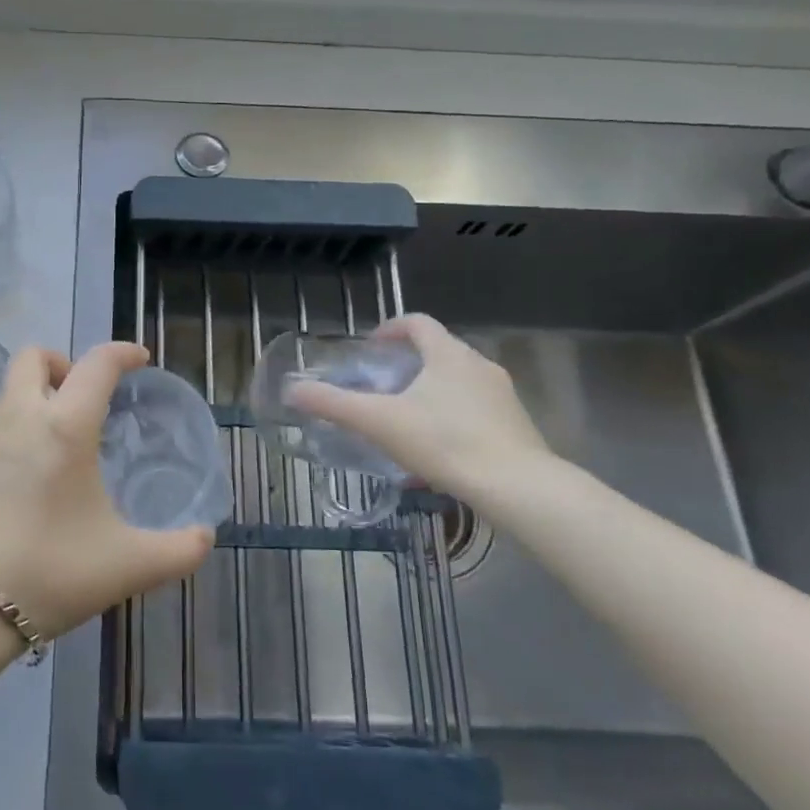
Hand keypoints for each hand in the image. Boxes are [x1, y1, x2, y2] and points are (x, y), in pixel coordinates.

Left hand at [0, 342, 215, 639]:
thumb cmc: (49, 573)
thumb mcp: (128, 567)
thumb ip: (178, 551)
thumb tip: (205, 538)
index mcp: (64, 427)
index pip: (98, 364)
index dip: (122, 353)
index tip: (138, 360)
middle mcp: (16, 417)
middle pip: (34, 357)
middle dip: (62, 365)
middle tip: (81, 401)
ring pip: (6, 396)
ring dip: (32, 406)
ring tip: (48, 457)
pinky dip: (4, 441)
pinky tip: (11, 488)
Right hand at [287, 313, 552, 501]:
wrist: (518, 487)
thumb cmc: (445, 442)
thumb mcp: (379, 422)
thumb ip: (334, 404)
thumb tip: (292, 389)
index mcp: (448, 354)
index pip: (417, 323)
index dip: (391, 328)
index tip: (371, 346)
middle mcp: (479, 365)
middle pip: (439, 351)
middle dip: (409, 364)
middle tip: (382, 386)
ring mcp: (502, 395)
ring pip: (458, 382)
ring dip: (432, 392)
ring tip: (407, 420)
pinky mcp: (516, 425)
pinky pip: (476, 410)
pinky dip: (453, 417)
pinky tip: (438, 451)